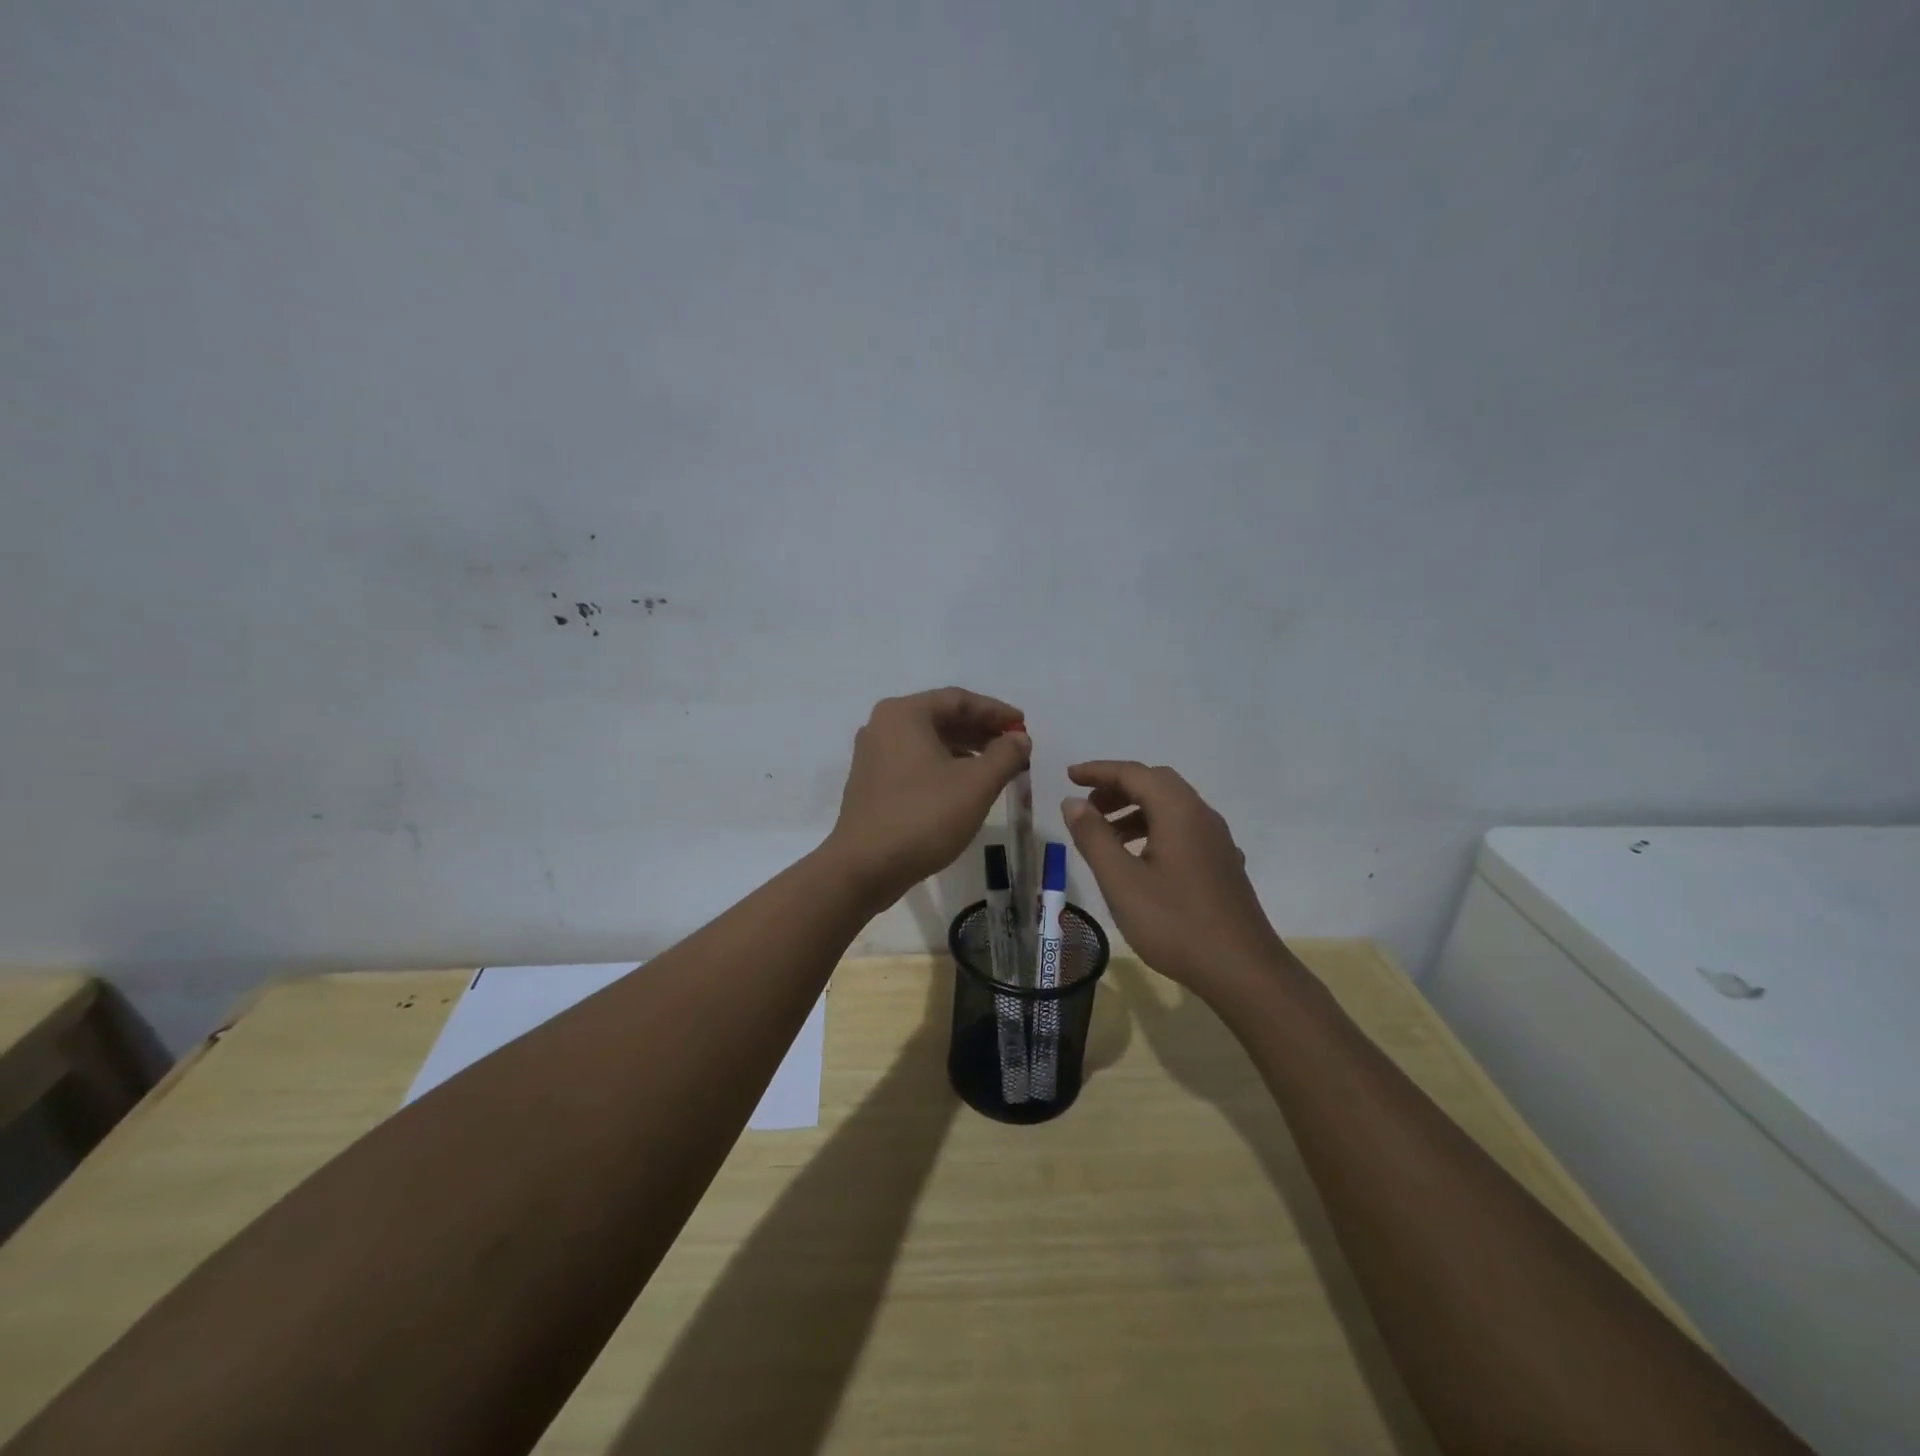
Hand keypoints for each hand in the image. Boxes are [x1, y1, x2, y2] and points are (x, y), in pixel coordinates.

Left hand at [828, 688, 1030, 907]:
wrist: (865, 868)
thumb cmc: (924, 817)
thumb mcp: (976, 784)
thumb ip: (1005, 755)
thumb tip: (1020, 739)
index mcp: (904, 714)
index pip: (958, 700)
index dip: (995, 711)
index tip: (1022, 726)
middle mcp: (883, 726)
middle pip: (941, 718)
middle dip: (981, 731)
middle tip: (1014, 747)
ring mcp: (873, 755)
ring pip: (928, 742)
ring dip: (965, 750)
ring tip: (997, 767)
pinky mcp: (871, 783)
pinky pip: (915, 762)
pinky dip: (944, 766)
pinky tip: (965, 786)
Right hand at [1062, 761, 1285, 996]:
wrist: (1243, 971)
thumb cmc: (1175, 923)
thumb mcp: (1121, 881)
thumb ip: (1094, 837)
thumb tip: (1074, 802)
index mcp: (1178, 812)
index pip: (1134, 773)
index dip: (1099, 771)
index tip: (1069, 777)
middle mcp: (1202, 816)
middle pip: (1156, 784)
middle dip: (1118, 788)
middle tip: (1087, 806)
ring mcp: (1217, 841)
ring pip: (1172, 808)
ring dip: (1135, 810)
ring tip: (1105, 836)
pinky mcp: (1222, 864)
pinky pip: (1183, 829)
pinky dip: (1154, 829)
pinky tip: (1140, 860)